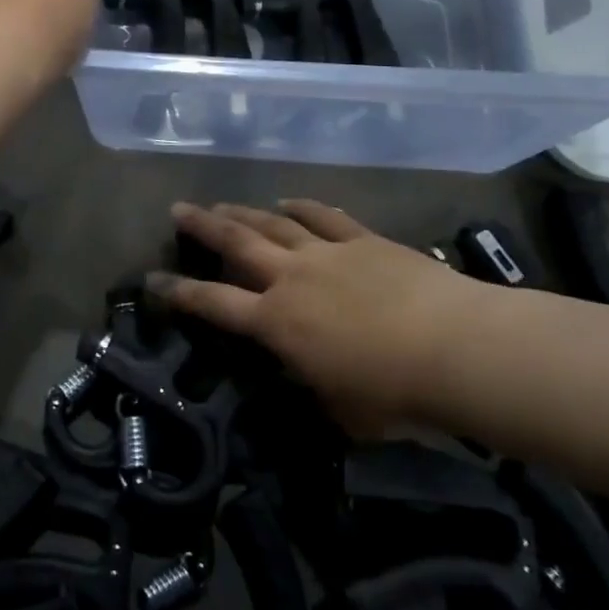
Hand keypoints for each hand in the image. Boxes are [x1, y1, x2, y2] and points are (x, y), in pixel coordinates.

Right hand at [148, 200, 492, 436]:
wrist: (455, 349)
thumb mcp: (339, 408)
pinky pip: (323, 216)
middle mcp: (291, 278)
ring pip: (273, 224)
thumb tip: (304, 371)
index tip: (152, 280)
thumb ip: (312, 383)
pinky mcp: (362, 240)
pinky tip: (287, 201)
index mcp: (277, 323)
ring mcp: (326, 253)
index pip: (214, 304)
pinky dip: (302, 207)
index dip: (179, 292)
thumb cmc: (394, 394)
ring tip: (222, 203)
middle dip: (203, 226)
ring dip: (244, 212)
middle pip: (236, 243)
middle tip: (178, 209)